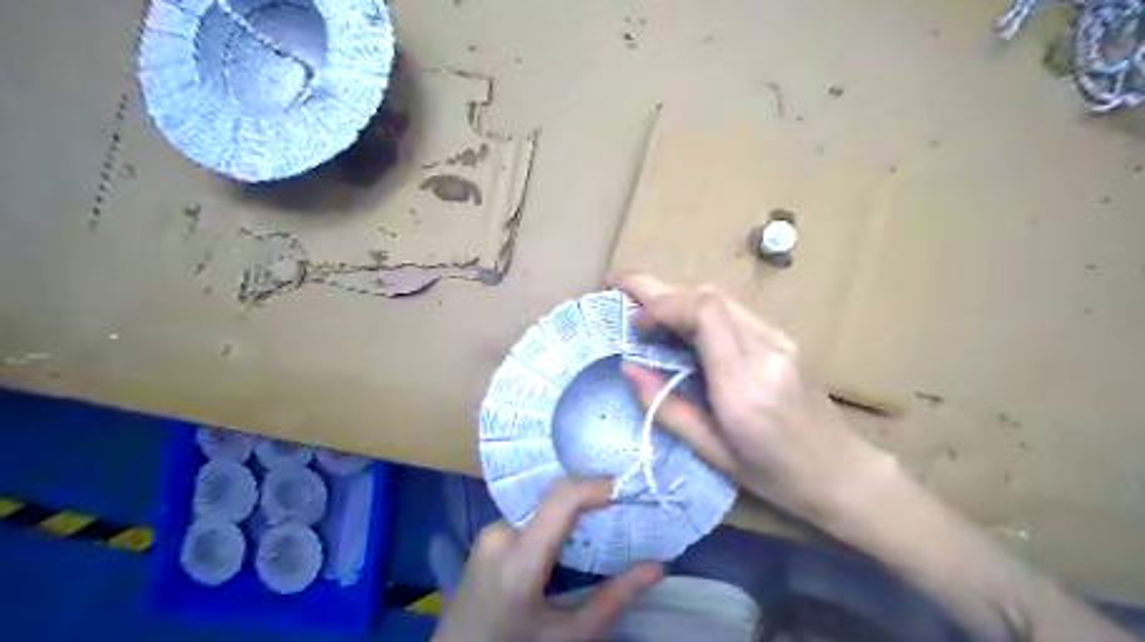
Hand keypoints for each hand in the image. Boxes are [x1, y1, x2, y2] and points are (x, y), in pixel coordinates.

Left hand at [429, 476, 662, 641]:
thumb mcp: (568, 637)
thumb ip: (613, 600)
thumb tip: (656, 566)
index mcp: (519, 560)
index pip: (561, 499)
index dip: (597, 485)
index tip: (629, 489)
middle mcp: (501, 533)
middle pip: (554, 498)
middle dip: (592, 498)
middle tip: (627, 507)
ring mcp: (490, 531)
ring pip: (544, 504)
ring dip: (575, 509)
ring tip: (607, 521)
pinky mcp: (488, 535)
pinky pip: (531, 515)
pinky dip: (558, 519)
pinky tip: (576, 536)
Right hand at [612, 272, 898, 525]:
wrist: (842, 472)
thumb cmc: (775, 475)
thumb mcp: (713, 452)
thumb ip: (667, 407)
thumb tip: (628, 369)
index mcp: (744, 385)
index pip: (705, 314)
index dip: (662, 305)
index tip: (633, 322)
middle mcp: (765, 350)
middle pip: (709, 295)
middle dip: (659, 288)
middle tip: (619, 288)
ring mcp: (779, 340)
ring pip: (720, 297)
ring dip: (677, 297)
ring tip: (644, 309)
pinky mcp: (783, 338)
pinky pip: (733, 311)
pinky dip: (697, 309)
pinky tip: (680, 326)